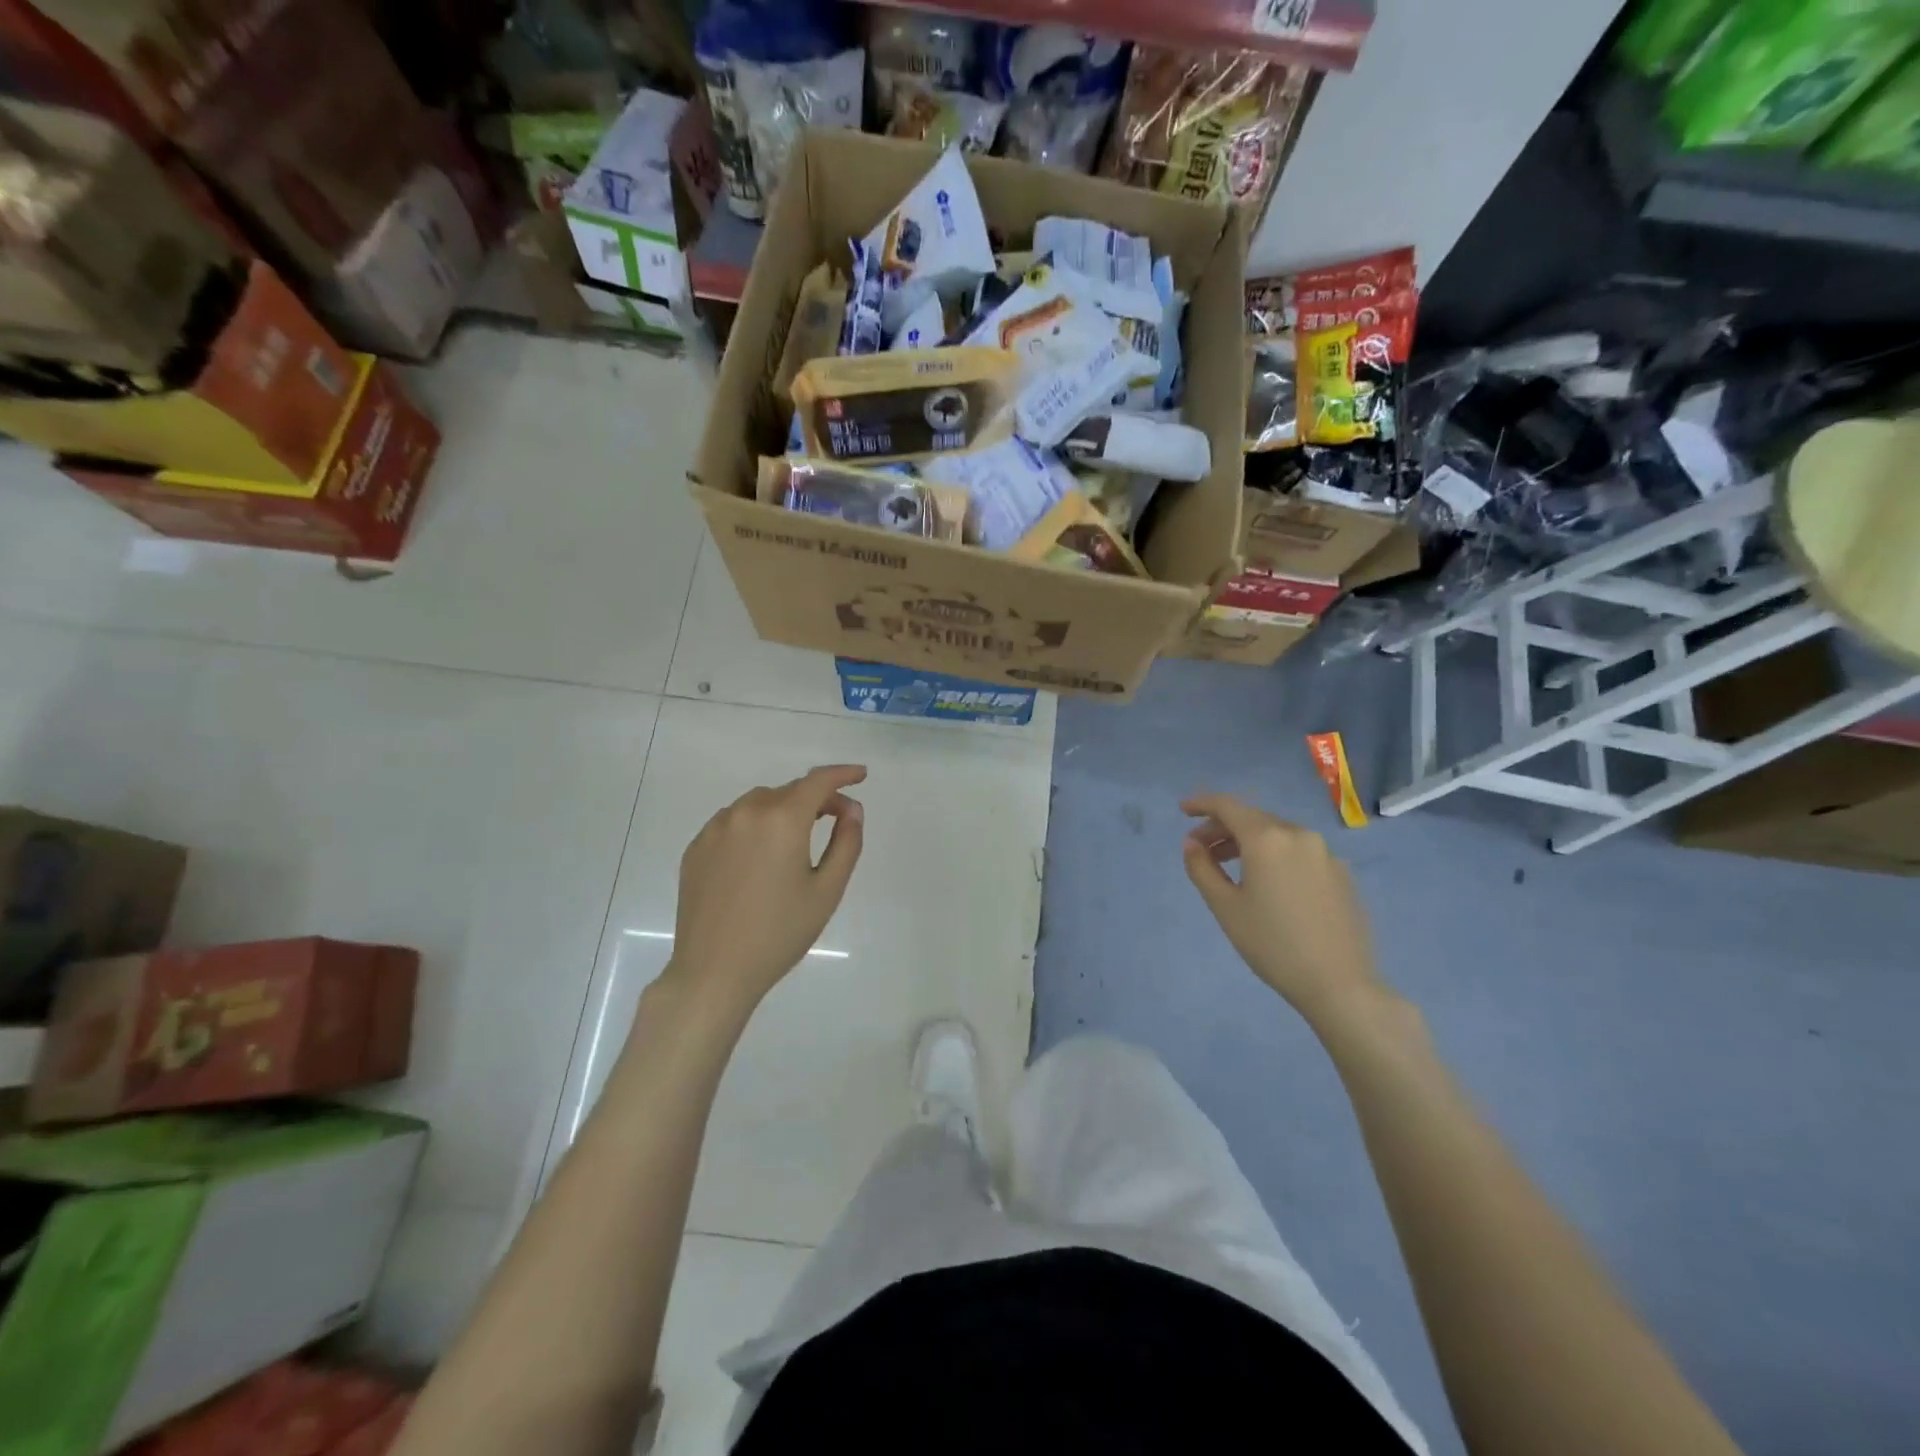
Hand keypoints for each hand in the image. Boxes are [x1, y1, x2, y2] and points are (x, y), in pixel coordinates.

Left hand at [663, 765, 865, 1016]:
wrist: (714, 971)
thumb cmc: (780, 933)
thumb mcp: (827, 890)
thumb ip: (846, 842)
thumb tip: (852, 810)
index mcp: (782, 820)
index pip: (818, 781)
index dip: (843, 774)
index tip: (860, 776)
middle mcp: (746, 812)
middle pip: (789, 791)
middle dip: (816, 799)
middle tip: (837, 821)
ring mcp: (715, 829)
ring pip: (759, 803)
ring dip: (783, 811)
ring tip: (796, 841)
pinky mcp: (696, 848)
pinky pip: (733, 822)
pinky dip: (754, 826)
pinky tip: (760, 858)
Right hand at [1181, 794, 1384, 1024]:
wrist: (1340, 984)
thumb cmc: (1272, 944)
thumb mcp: (1225, 907)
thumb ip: (1202, 868)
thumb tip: (1192, 844)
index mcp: (1267, 839)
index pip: (1228, 806)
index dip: (1202, 804)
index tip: (1183, 810)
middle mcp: (1298, 835)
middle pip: (1253, 818)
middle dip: (1223, 827)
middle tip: (1200, 849)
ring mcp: (1325, 853)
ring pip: (1277, 834)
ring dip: (1248, 842)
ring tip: (1229, 865)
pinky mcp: (1341, 874)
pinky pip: (1299, 852)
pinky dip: (1274, 855)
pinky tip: (1268, 883)